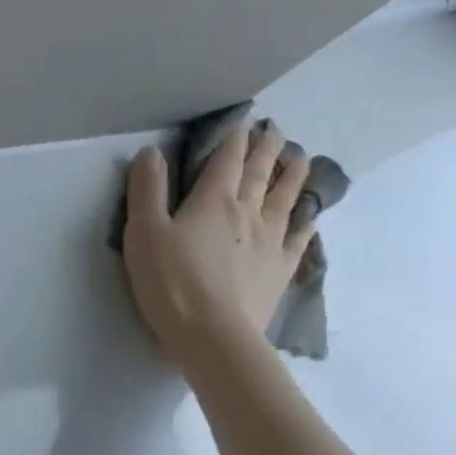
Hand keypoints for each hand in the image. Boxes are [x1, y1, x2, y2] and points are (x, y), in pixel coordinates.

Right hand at [122, 118, 314, 368]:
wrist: (212, 335)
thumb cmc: (170, 282)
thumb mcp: (144, 232)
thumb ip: (147, 190)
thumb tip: (152, 151)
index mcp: (213, 200)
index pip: (227, 159)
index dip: (235, 137)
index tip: (246, 119)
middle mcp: (247, 212)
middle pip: (260, 172)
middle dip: (267, 148)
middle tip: (276, 129)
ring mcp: (269, 241)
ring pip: (286, 198)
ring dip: (293, 175)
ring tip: (301, 157)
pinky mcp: (280, 269)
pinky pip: (299, 238)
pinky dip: (306, 221)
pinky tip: (311, 216)